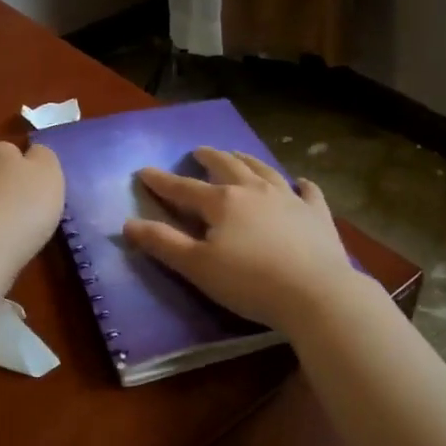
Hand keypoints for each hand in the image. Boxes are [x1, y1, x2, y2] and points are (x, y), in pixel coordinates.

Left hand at [0, 141, 63, 274]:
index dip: (29, 168)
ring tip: (17, 230)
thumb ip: (44, 156)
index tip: (40, 187)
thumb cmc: (23, 205)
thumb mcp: (49, 172)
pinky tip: (0, 243)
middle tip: (32, 209)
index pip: (13, 150)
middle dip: (11, 188)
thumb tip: (33, 154)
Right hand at [123, 148, 360, 332]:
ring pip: (264, 170)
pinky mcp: (317, 214)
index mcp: (222, 202)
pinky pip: (309, 192)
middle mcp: (254, 190)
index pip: (184, 188)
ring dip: (247, 161)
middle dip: (210, 158)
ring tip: (238, 155)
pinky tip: (300, 183)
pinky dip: (301, 185)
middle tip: (199, 152)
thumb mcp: (197, 267)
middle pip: (227, 166)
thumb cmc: (250, 282)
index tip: (144, 171)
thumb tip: (128, 224)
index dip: (161, 181)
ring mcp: (290, 199)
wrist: (316, 294)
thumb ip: (163, 243)